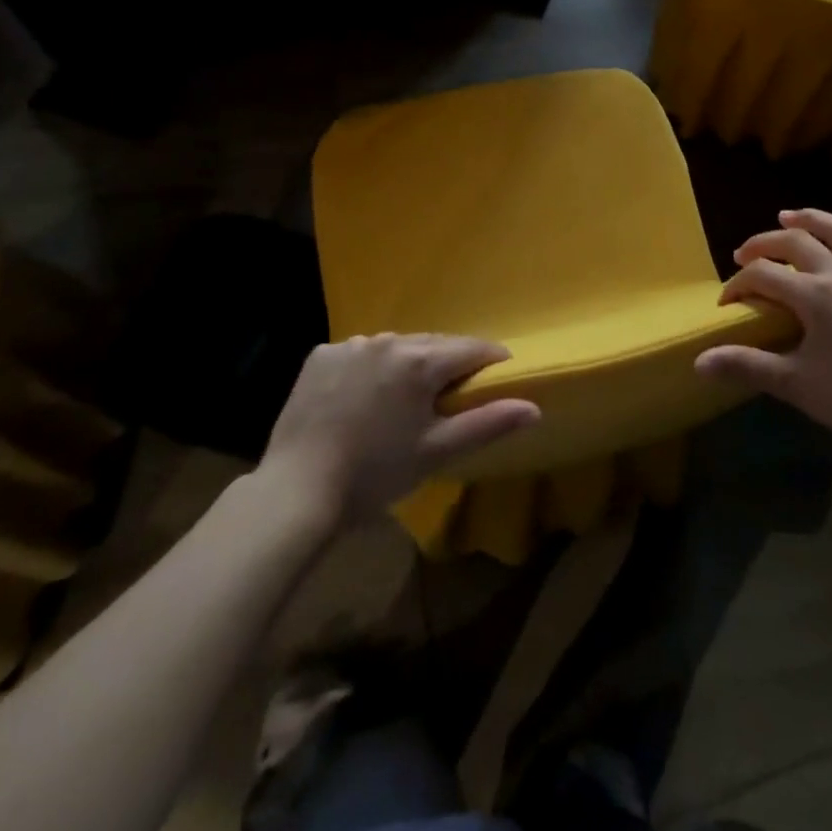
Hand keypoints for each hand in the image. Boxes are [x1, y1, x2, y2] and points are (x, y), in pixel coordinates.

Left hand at [262, 334, 539, 521]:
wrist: (297, 489)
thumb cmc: (376, 473)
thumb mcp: (437, 452)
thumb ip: (487, 423)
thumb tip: (534, 407)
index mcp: (420, 360)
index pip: (471, 348)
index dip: (490, 361)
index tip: (499, 375)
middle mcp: (387, 340)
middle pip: (433, 344)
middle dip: (448, 363)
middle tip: (452, 394)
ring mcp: (350, 344)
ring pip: (395, 347)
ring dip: (408, 364)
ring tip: (405, 398)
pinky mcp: (320, 355)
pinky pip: (358, 353)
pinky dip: (369, 368)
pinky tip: (362, 398)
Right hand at [695, 210, 831, 456]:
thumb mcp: (792, 383)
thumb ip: (745, 365)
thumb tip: (700, 362)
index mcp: (815, 295)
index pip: (764, 275)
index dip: (738, 285)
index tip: (725, 305)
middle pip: (797, 242)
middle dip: (764, 243)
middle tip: (743, 255)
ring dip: (815, 220)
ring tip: (791, 216)